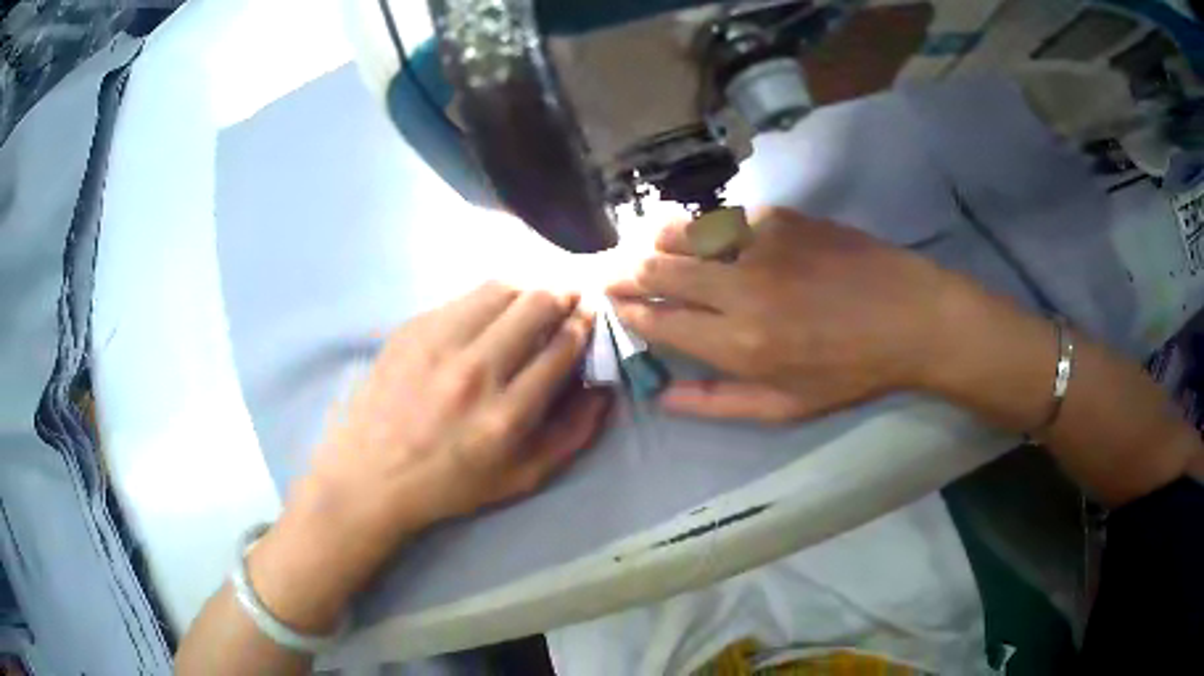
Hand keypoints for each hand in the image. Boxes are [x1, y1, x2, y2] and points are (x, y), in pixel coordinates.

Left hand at [251, 283, 610, 628]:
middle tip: (567, 301)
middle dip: (562, 296)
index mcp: (507, 416)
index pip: (561, 347)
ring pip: (500, 289)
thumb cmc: (449, 484)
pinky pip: (462, 298)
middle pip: (536, 305)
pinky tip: (486, 315)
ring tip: (531, 301)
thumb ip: (571, 435)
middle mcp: (475, 372)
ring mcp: (437, 345)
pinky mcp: (410, 330)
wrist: (370, 476)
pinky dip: (486, 300)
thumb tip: (603, 389)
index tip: (588, 318)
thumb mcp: (521, 478)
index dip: (583, 325)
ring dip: (526, 289)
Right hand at [609, 208, 960, 421]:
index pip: (660, 320)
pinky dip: (704, 227)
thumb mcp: (787, 408)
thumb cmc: (851, 370)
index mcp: (739, 344)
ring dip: (656, 240)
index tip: (617, 305)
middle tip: (614, 271)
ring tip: (646, 245)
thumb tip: (663, 397)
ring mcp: (760, 245)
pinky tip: (703, 234)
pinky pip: (725, 218)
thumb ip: (718, 404)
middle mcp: (740, 289)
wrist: (909, 316)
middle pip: (660, 269)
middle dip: (629, 271)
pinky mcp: (781, 217)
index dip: (631, 311)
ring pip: (684, 232)